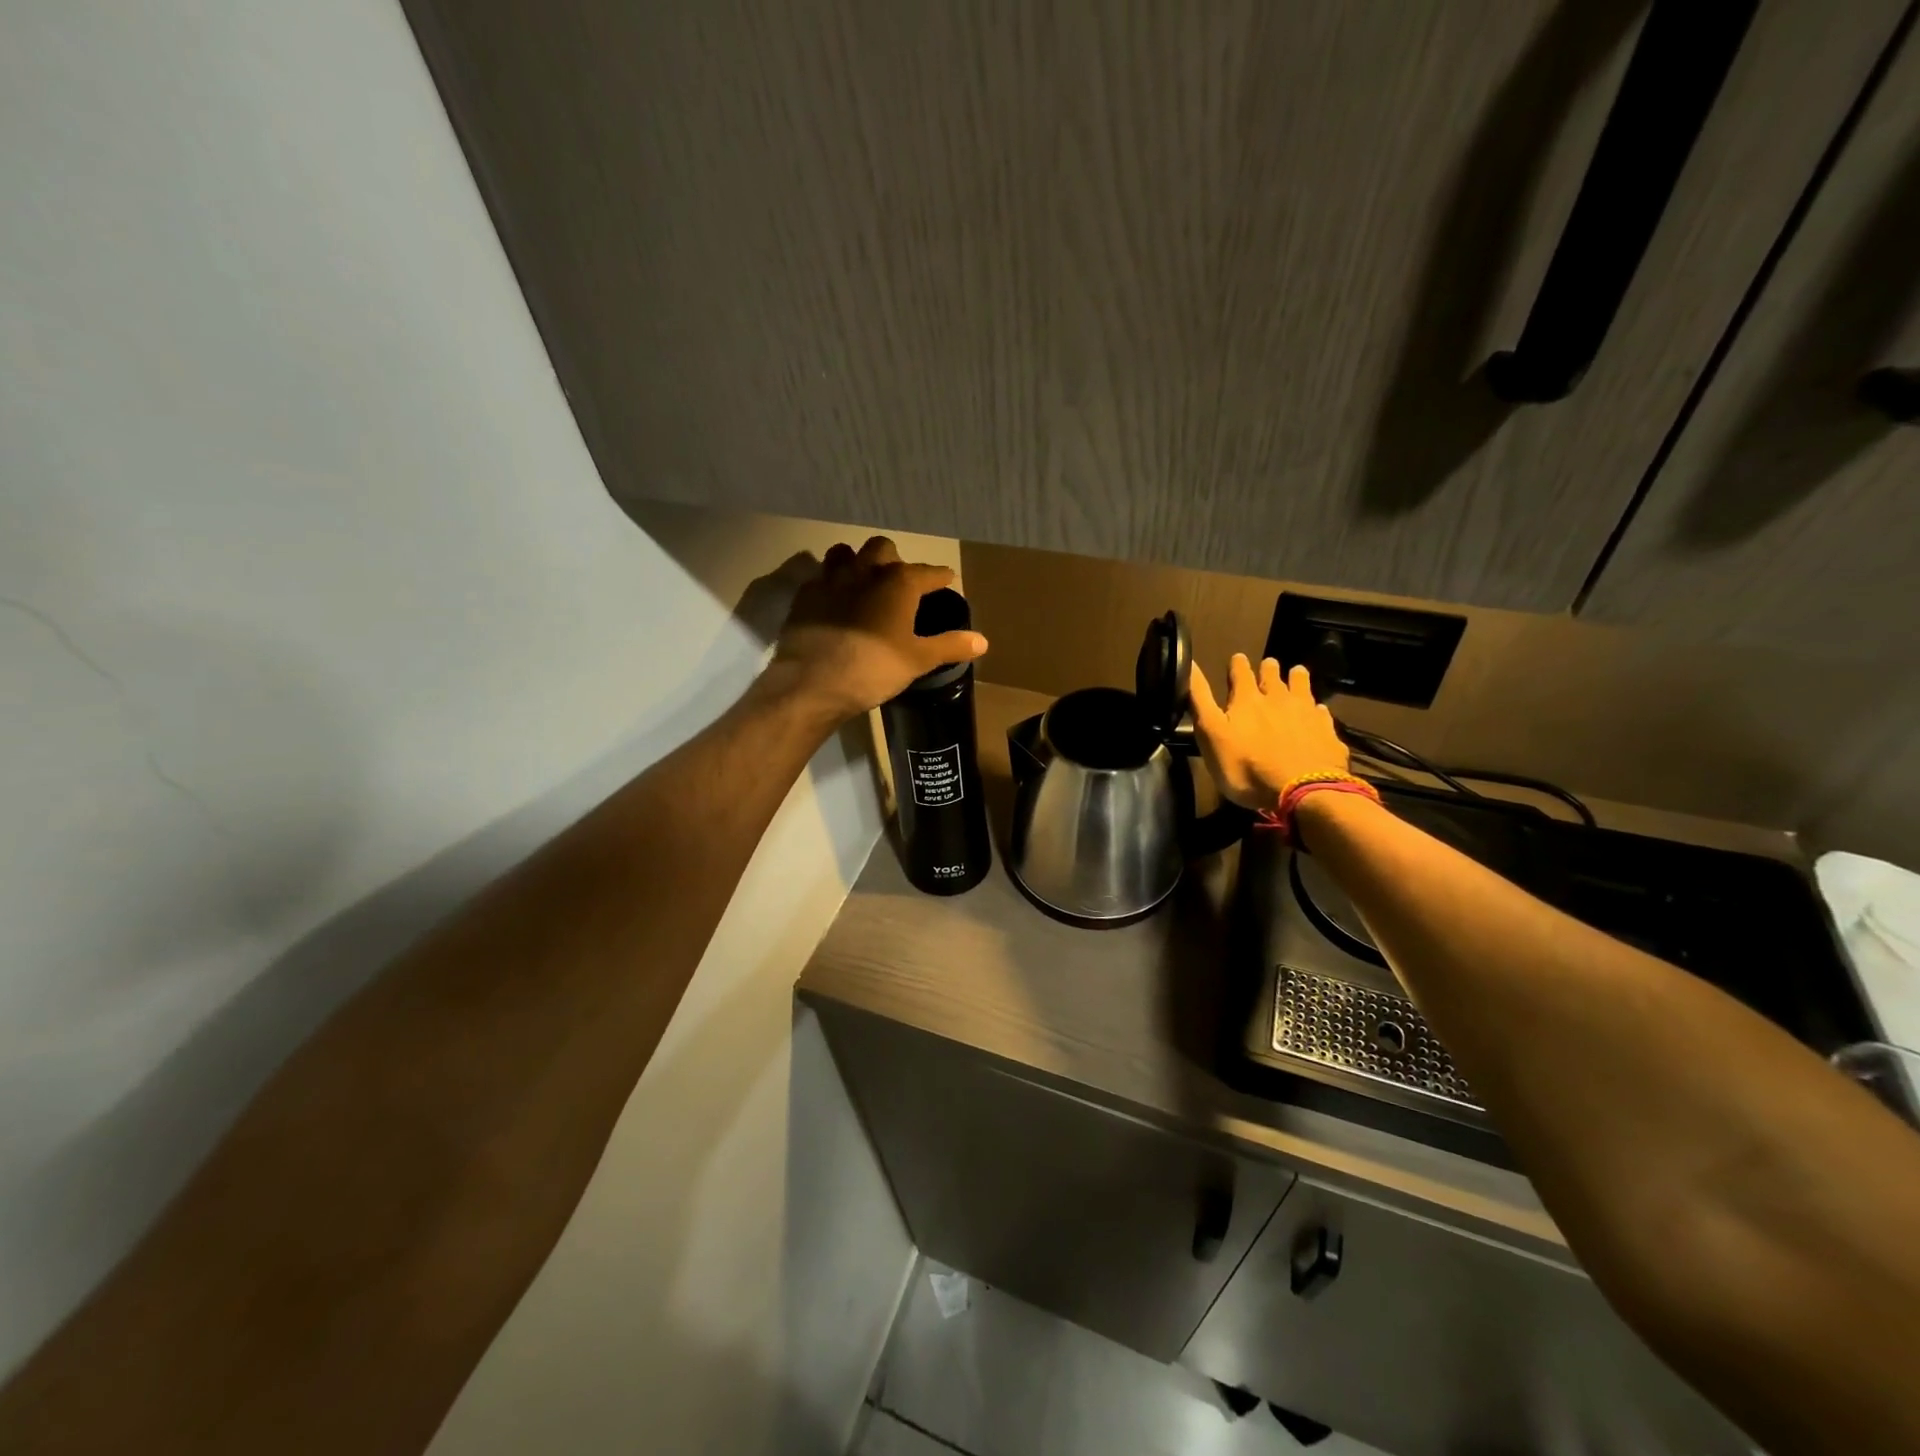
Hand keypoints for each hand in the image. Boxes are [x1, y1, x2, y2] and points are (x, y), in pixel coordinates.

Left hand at [769, 537, 988, 719]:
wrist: (813, 682)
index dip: (941, 577)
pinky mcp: (804, 596)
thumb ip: (950, 645)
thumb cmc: (874, 668)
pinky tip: (834, 603)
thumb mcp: (918, 660)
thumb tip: (983, 641)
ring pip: (845, 553)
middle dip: (894, 559)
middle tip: (900, 582)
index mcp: (899, 582)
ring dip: (856, 562)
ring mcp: (830, 580)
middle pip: (883, 548)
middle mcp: (865, 570)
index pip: (929, 572)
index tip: (947, 581)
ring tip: (863, 583)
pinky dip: (830, 585)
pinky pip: (820, 579)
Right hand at [1189, 654, 1347, 809]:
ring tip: (1296, 672)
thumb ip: (1200, 699)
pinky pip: (1321, 713)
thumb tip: (1189, 663)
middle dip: (1269, 668)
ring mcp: (1306, 713)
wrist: (1302, 790)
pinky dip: (1317, 709)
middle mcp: (1278, 699)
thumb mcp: (1211, 734)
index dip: (1238, 664)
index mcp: (1247, 699)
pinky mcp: (1327, 732)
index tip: (1238, 657)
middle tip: (1269, 663)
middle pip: (1273, 676)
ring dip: (1297, 679)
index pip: (1241, 673)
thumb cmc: (1246, 766)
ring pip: (1302, 687)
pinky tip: (1318, 711)